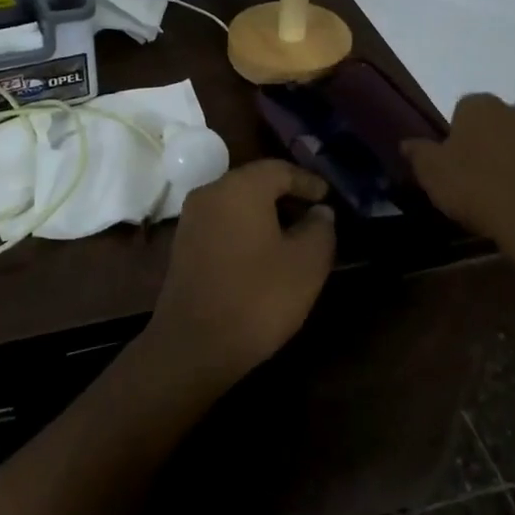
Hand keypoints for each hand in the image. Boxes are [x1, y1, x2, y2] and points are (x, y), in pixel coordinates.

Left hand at [142, 159, 335, 387]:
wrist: (194, 345)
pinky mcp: (183, 245)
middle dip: (288, 196)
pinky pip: (223, 224)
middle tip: (316, 216)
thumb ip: (320, 228)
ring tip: (295, 237)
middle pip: (256, 183)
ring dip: (267, 215)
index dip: (309, 182)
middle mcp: (210, 192)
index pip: (280, 169)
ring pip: (237, 204)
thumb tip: (319, 212)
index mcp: (240, 187)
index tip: (330, 198)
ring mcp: (192, 219)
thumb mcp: (307, 263)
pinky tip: (265, 254)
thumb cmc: (258, 297)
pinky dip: (246, 230)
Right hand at [403, 94, 514, 248]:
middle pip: (511, 114)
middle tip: (491, 161)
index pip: (467, 105)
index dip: (462, 127)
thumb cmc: (475, 188)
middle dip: (504, 130)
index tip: (456, 152)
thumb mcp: (432, 173)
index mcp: (482, 109)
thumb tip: (407, 143)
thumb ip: (420, 154)